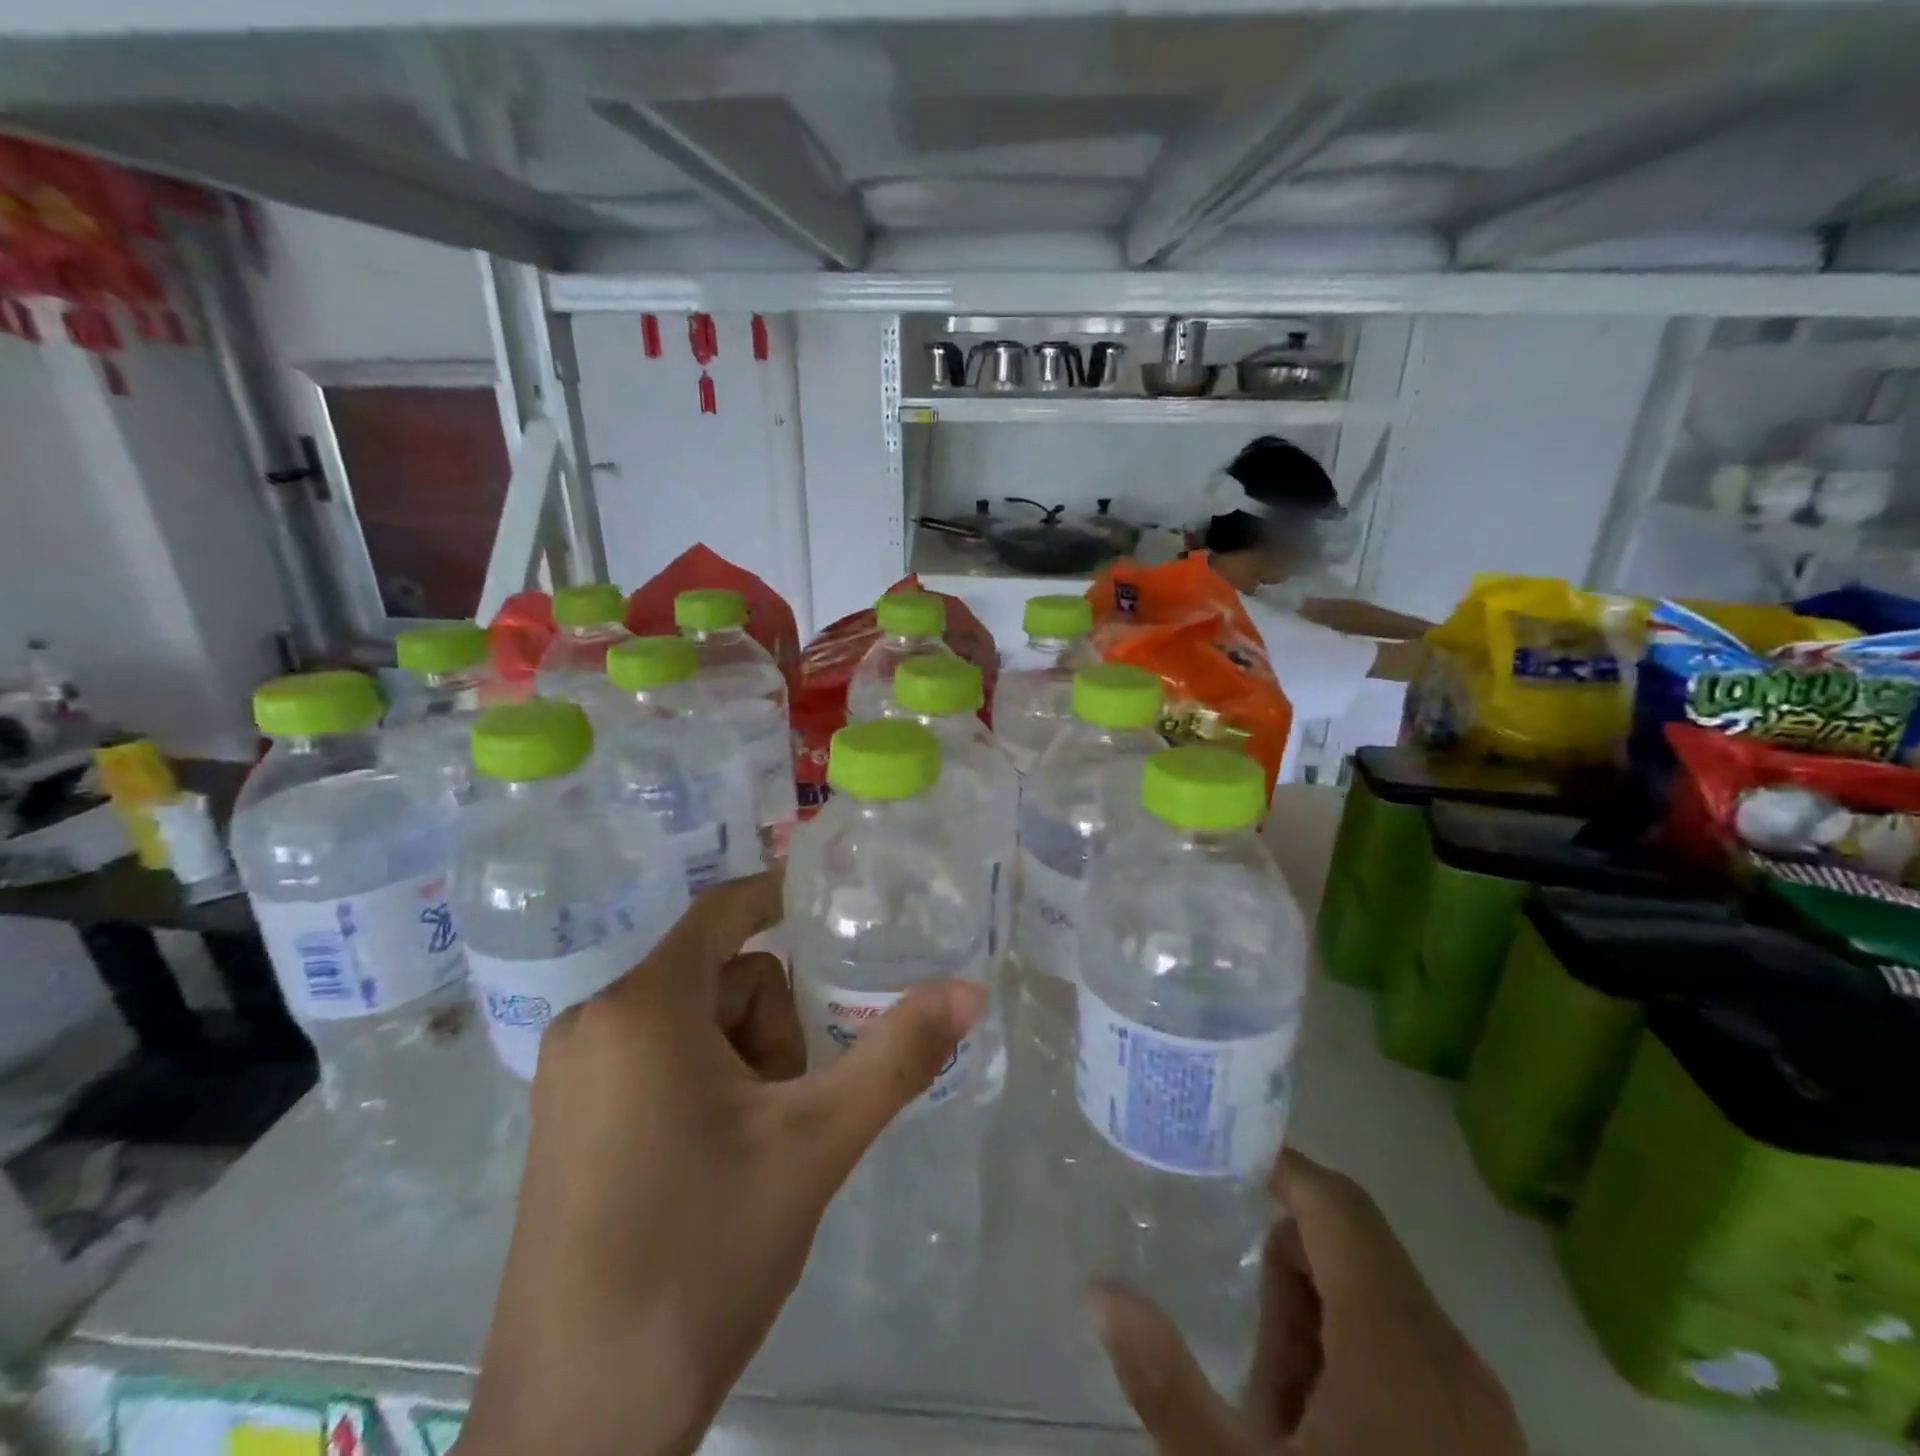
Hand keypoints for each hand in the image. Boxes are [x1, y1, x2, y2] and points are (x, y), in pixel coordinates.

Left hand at [457, 870, 986, 1455]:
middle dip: (772, 1025)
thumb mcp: (817, 1143)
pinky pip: (658, 1057)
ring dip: (743, 1061)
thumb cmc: (702, 1256)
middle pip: (722, 976)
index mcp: (642, 1006)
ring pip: (695, 1020)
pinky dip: (705, 1083)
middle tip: (784, 1109)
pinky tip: (715, 1161)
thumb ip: (898, 1054)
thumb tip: (970, 988)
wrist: (580, 1425)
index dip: (784, 895)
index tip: (841, 907)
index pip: (726, 910)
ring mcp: (571, 1072)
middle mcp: (593, 1020)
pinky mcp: (566, 1118)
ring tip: (751, 1147)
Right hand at [1092, 1150, 1525, 1455]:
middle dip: (1287, 1273)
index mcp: (1397, 1346)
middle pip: (1352, 1249)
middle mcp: (1452, 1357)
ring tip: (1281, 1411)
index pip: (1338, 1206)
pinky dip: (1356, 1359)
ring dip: (1318, 1321)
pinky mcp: (1487, 1442)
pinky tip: (1323, 1432)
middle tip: (1247, 1344)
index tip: (1222, 1161)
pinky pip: (1410, 1350)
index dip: (1283, 1168)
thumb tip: (1100, 1291)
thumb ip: (1165, 1383)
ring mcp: (1481, 1405)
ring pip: (1380, 1300)